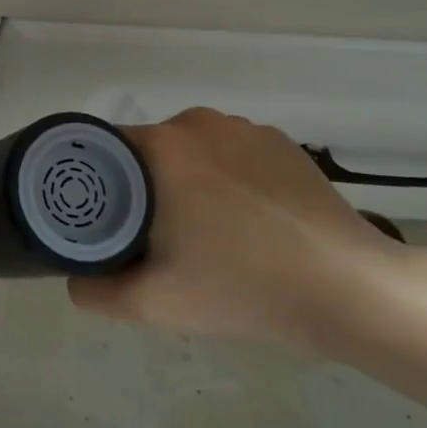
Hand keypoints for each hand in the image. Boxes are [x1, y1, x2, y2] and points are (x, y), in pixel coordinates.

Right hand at [68, 108, 413, 349]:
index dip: (96, 184)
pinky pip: (231, 154)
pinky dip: (225, 178)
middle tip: (150, 236)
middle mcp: (199, 123)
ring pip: (190, 150)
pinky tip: (245, 221)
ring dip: (184, 180)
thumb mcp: (154, 304)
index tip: (104, 220)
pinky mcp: (284, 144)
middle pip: (146, 150)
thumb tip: (74, 283)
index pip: (103, 150)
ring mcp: (247, 129)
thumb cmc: (243, 287)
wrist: (352, 291)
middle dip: (141, 186)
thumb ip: (96, 294)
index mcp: (162, 147)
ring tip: (201, 231)